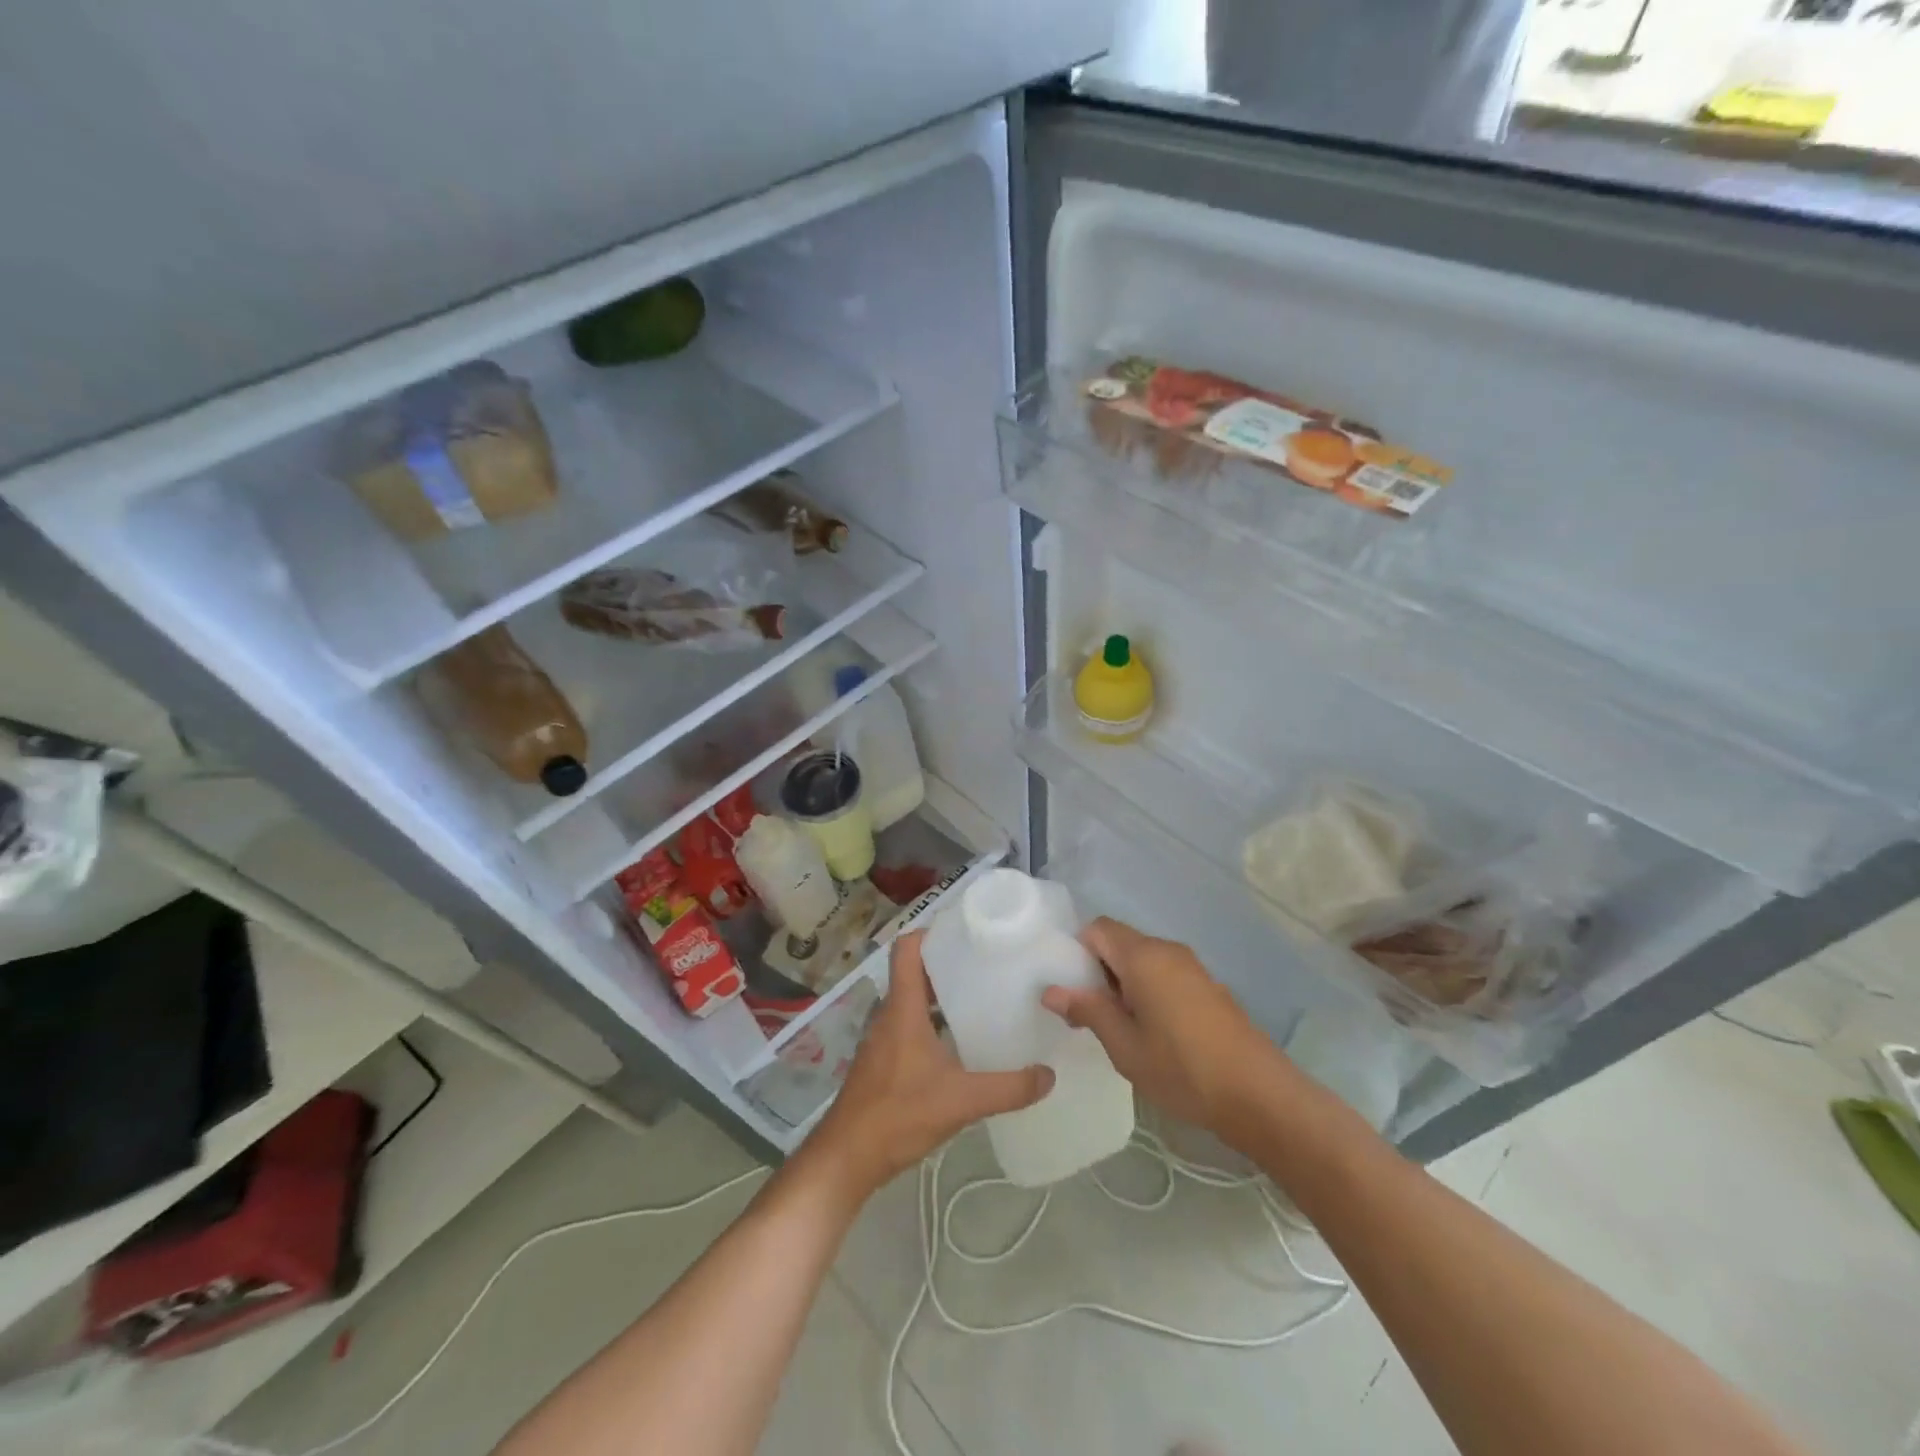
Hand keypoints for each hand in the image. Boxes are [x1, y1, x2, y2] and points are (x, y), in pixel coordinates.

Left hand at [806, 930, 1053, 1199]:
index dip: (931, 932)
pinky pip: (910, 1026)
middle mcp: (890, 1015)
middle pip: (915, 972)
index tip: (966, 931)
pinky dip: (934, 1022)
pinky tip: (960, 1044)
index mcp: (903, 1008)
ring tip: (982, 998)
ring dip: (941, 994)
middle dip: (947, 963)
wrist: (847, 1158)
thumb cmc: (898, 1114)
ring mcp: (884, 1039)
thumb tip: (1049, 1075)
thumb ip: (1008, 1088)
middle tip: (988, 963)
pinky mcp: (884, 1062)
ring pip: (913, 1001)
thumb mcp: (961, 1100)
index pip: (907, 949)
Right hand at [1041, 917, 1292, 1145]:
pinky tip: (1151, 1032)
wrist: (1259, 1095)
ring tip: (1118, 1029)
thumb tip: (1052, 990)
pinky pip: (1164, 973)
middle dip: (1097, 970)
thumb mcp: (1124, 1046)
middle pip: (1119, 942)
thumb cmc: (1182, 1069)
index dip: (1076, 952)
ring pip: (1142, 959)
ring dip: (1122, 983)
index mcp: (1143, 956)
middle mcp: (1167, 950)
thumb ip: (1088, 1010)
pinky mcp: (1207, 985)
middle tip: (1087, 1015)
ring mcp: (1191, 967)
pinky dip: (1147, 990)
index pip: (1097, 929)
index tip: (1070, 990)